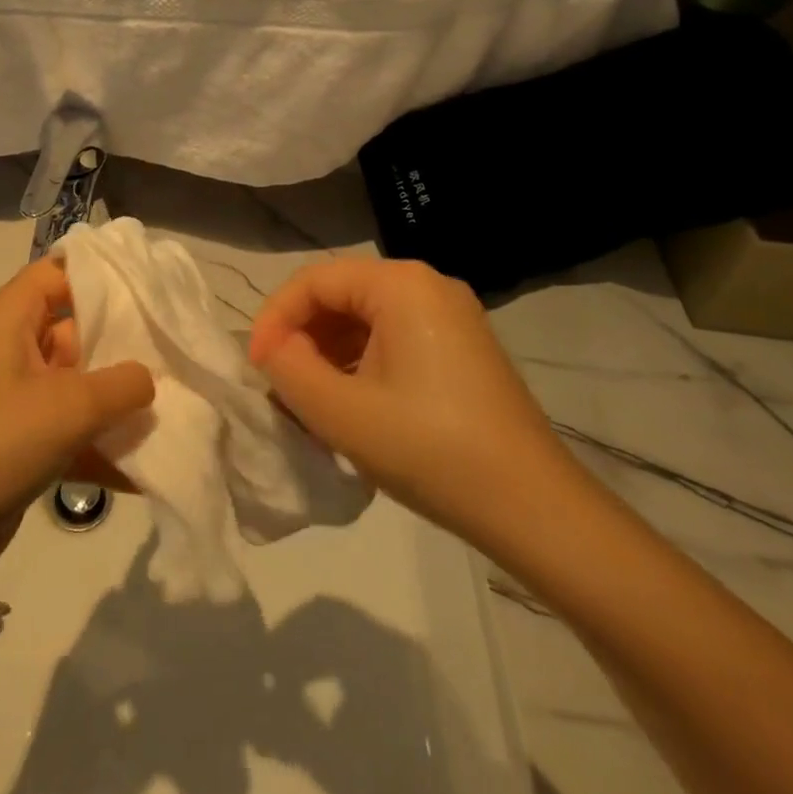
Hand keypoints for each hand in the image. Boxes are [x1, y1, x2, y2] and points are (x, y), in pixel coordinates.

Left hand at [0, 257, 153, 565]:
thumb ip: (123, 384)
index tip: (150, 286)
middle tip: (175, 349)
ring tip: (175, 406)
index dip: (102, 273)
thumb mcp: (71, 405)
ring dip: (117, 400)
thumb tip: (148, 379)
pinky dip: (101, 444)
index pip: (60, 272)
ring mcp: (18, 396)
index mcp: (13, 317)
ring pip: (79, 382)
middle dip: (124, 342)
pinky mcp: (22, 440)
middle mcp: (14, 347)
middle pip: (78, 327)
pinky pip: (72, 429)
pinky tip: (147, 468)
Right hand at [247, 258, 582, 544]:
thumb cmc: (432, 451)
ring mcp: (451, 317)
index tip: (256, 367)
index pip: (315, 281)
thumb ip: (289, 369)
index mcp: (401, 285)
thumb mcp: (342, 414)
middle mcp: (428, 286)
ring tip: (309, 402)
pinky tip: (350, 407)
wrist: (536, 512)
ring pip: (365, 320)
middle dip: (302, 337)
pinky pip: (393, 340)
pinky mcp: (462, 350)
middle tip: (280, 386)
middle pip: (341, 296)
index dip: (275, 318)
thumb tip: (274, 348)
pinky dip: (361, 365)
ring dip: (329, 355)